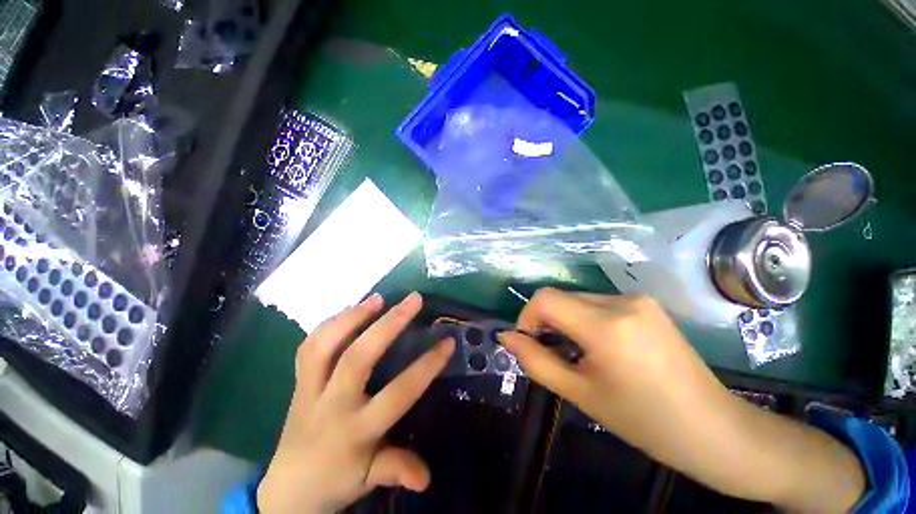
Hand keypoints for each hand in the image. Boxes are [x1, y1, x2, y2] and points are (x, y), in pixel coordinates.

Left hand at [257, 292, 454, 513]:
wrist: (287, 488)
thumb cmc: (336, 480)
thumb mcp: (370, 479)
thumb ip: (397, 469)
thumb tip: (427, 477)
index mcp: (356, 430)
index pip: (399, 393)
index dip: (426, 366)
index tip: (447, 342)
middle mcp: (331, 404)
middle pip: (358, 358)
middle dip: (389, 324)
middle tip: (413, 300)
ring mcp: (309, 390)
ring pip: (325, 346)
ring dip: (353, 316)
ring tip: (378, 298)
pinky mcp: (297, 382)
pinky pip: (308, 346)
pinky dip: (329, 323)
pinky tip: (349, 310)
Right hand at [499, 289, 730, 464]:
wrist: (714, 429)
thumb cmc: (644, 421)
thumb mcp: (579, 394)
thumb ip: (535, 361)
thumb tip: (506, 336)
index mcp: (606, 325)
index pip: (545, 298)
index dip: (527, 316)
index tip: (528, 342)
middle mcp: (622, 301)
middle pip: (561, 297)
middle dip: (546, 321)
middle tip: (552, 353)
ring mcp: (637, 299)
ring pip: (578, 299)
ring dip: (565, 321)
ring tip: (577, 353)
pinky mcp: (646, 304)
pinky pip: (598, 303)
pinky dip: (584, 319)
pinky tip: (599, 346)